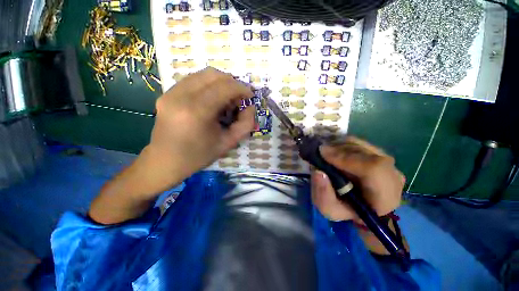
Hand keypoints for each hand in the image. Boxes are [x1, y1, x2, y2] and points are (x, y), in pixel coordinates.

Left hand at [141, 67, 255, 191]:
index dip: (242, 88)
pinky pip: (193, 80)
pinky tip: (212, 100)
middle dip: (232, 83)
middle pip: (213, 74)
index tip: (250, 96)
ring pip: (202, 74)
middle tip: (238, 98)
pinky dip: (208, 85)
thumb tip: (250, 107)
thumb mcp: (228, 143)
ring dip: (220, 83)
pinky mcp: (166, 93)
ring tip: (226, 99)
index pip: (225, 87)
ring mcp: (171, 93)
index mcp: (197, 111)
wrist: (165, 161)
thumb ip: (245, 124)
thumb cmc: (198, 156)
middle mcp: (181, 96)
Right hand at [311, 137, 404, 221]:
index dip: (346, 158)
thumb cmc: (347, 210)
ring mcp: (389, 163)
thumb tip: (318, 172)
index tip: (322, 154)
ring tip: (325, 152)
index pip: (374, 169)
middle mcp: (392, 176)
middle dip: (338, 150)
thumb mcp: (330, 209)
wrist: (362, 205)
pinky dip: (343, 143)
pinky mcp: (380, 154)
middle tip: (319, 152)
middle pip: (365, 153)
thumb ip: (323, 194)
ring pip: (361, 145)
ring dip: (339, 146)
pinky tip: (333, 150)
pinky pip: (359, 143)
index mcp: (384, 197)